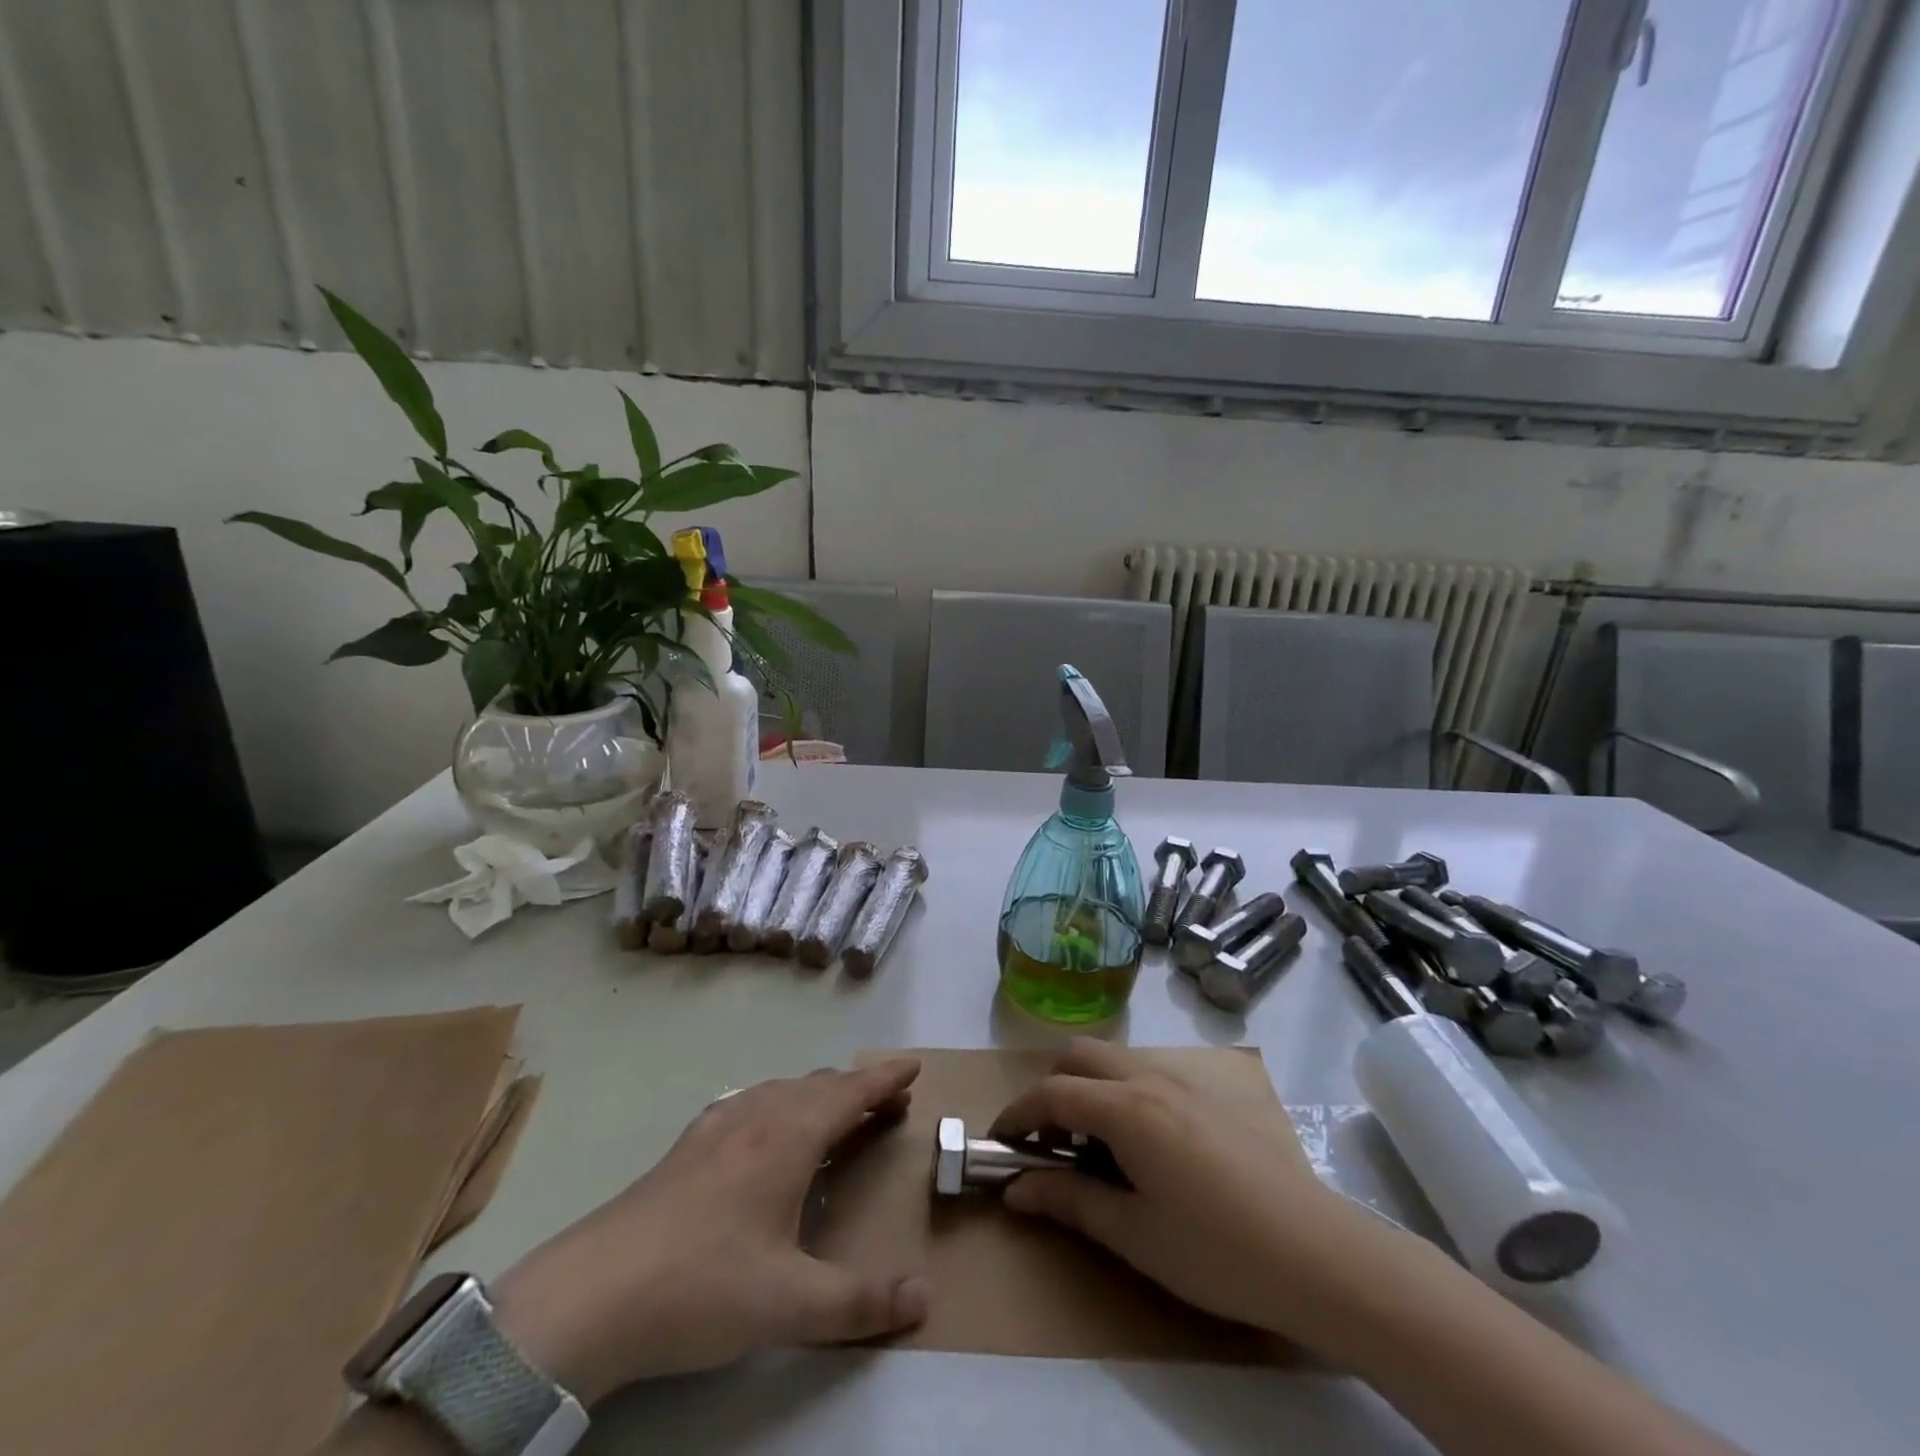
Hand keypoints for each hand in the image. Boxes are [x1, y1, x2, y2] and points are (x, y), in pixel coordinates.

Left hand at [490, 1060, 929, 1405]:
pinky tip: (765, 1130)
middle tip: (889, 1105)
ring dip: (819, 1096)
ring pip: (782, 1091)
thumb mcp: (790, 1305)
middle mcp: (757, 1117)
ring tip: (836, 1116)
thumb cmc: (703, 1287)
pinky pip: (750, 1104)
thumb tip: (922, 1299)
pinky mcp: (688, 1146)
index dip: (885, 1077)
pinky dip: (779, 1105)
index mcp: (789, 1137)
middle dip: (859, 1089)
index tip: (913, 1066)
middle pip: (819, 1086)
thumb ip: (860, 1303)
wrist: (591, 1295)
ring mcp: (717, 1127)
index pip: (850, 1091)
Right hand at [991, 1039, 1381, 1345]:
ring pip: (1114, 1060)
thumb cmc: (1217, 1250)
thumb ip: (1070, 1201)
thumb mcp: (1134, 1234)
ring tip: (1091, 1149)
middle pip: (1079, 1055)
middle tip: (1047, 1144)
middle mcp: (1150, 1079)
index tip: (999, 1145)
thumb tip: (1015, 1189)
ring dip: (1087, 1088)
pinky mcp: (1208, 1097)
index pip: (1051, 1093)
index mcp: (1126, 1108)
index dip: (1017, 1115)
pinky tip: (1138, 1148)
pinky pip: (1145, 1074)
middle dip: (1050, 1089)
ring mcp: (1183, 1082)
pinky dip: (1119, 1092)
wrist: (1318, 1254)